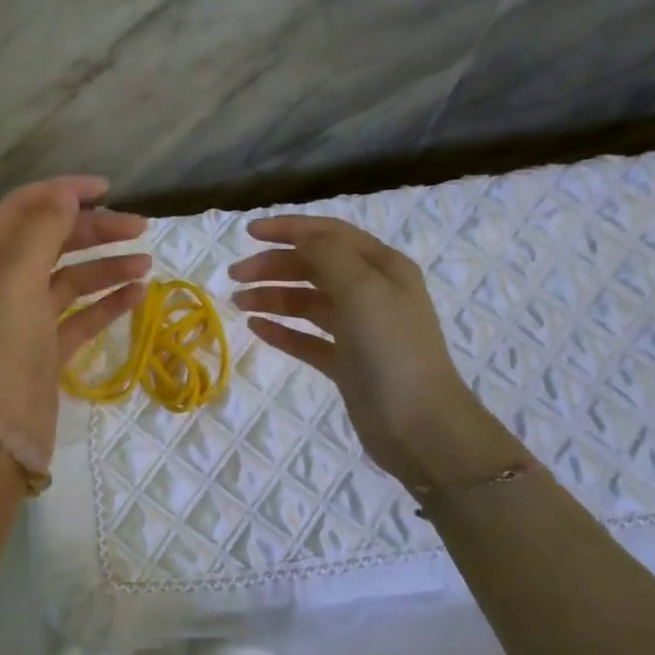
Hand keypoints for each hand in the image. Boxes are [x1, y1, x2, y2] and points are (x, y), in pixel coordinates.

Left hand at [0, 177, 149, 465]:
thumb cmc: (4, 348)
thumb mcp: (18, 280)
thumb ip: (42, 232)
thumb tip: (66, 194)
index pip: (24, 208)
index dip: (62, 192)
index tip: (107, 189)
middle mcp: (6, 284)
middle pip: (53, 241)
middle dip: (94, 229)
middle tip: (140, 227)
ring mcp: (28, 319)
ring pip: (72, 279)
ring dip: (107, 266)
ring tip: (146, 264)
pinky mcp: (48, 349)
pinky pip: (82, 316)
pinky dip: (107, 303)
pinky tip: (138, 295)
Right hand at [229, 216, 512, 489]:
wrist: (419, 425)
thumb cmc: (391, 350)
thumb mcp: (362, 290)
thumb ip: (328, 256)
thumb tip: (300, 236)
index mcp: (383, 268)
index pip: (330, 235)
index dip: (289, 229)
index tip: (248, 232)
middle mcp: (372, 293)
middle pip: (315, 267)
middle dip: (275, 265)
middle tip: (235, 275)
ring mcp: (359, 330)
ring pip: (308, 303)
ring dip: (274, 297)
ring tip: (239, 303)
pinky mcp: (347, 363)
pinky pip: (308, 339)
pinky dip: (283, 331)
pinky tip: (257, 328)